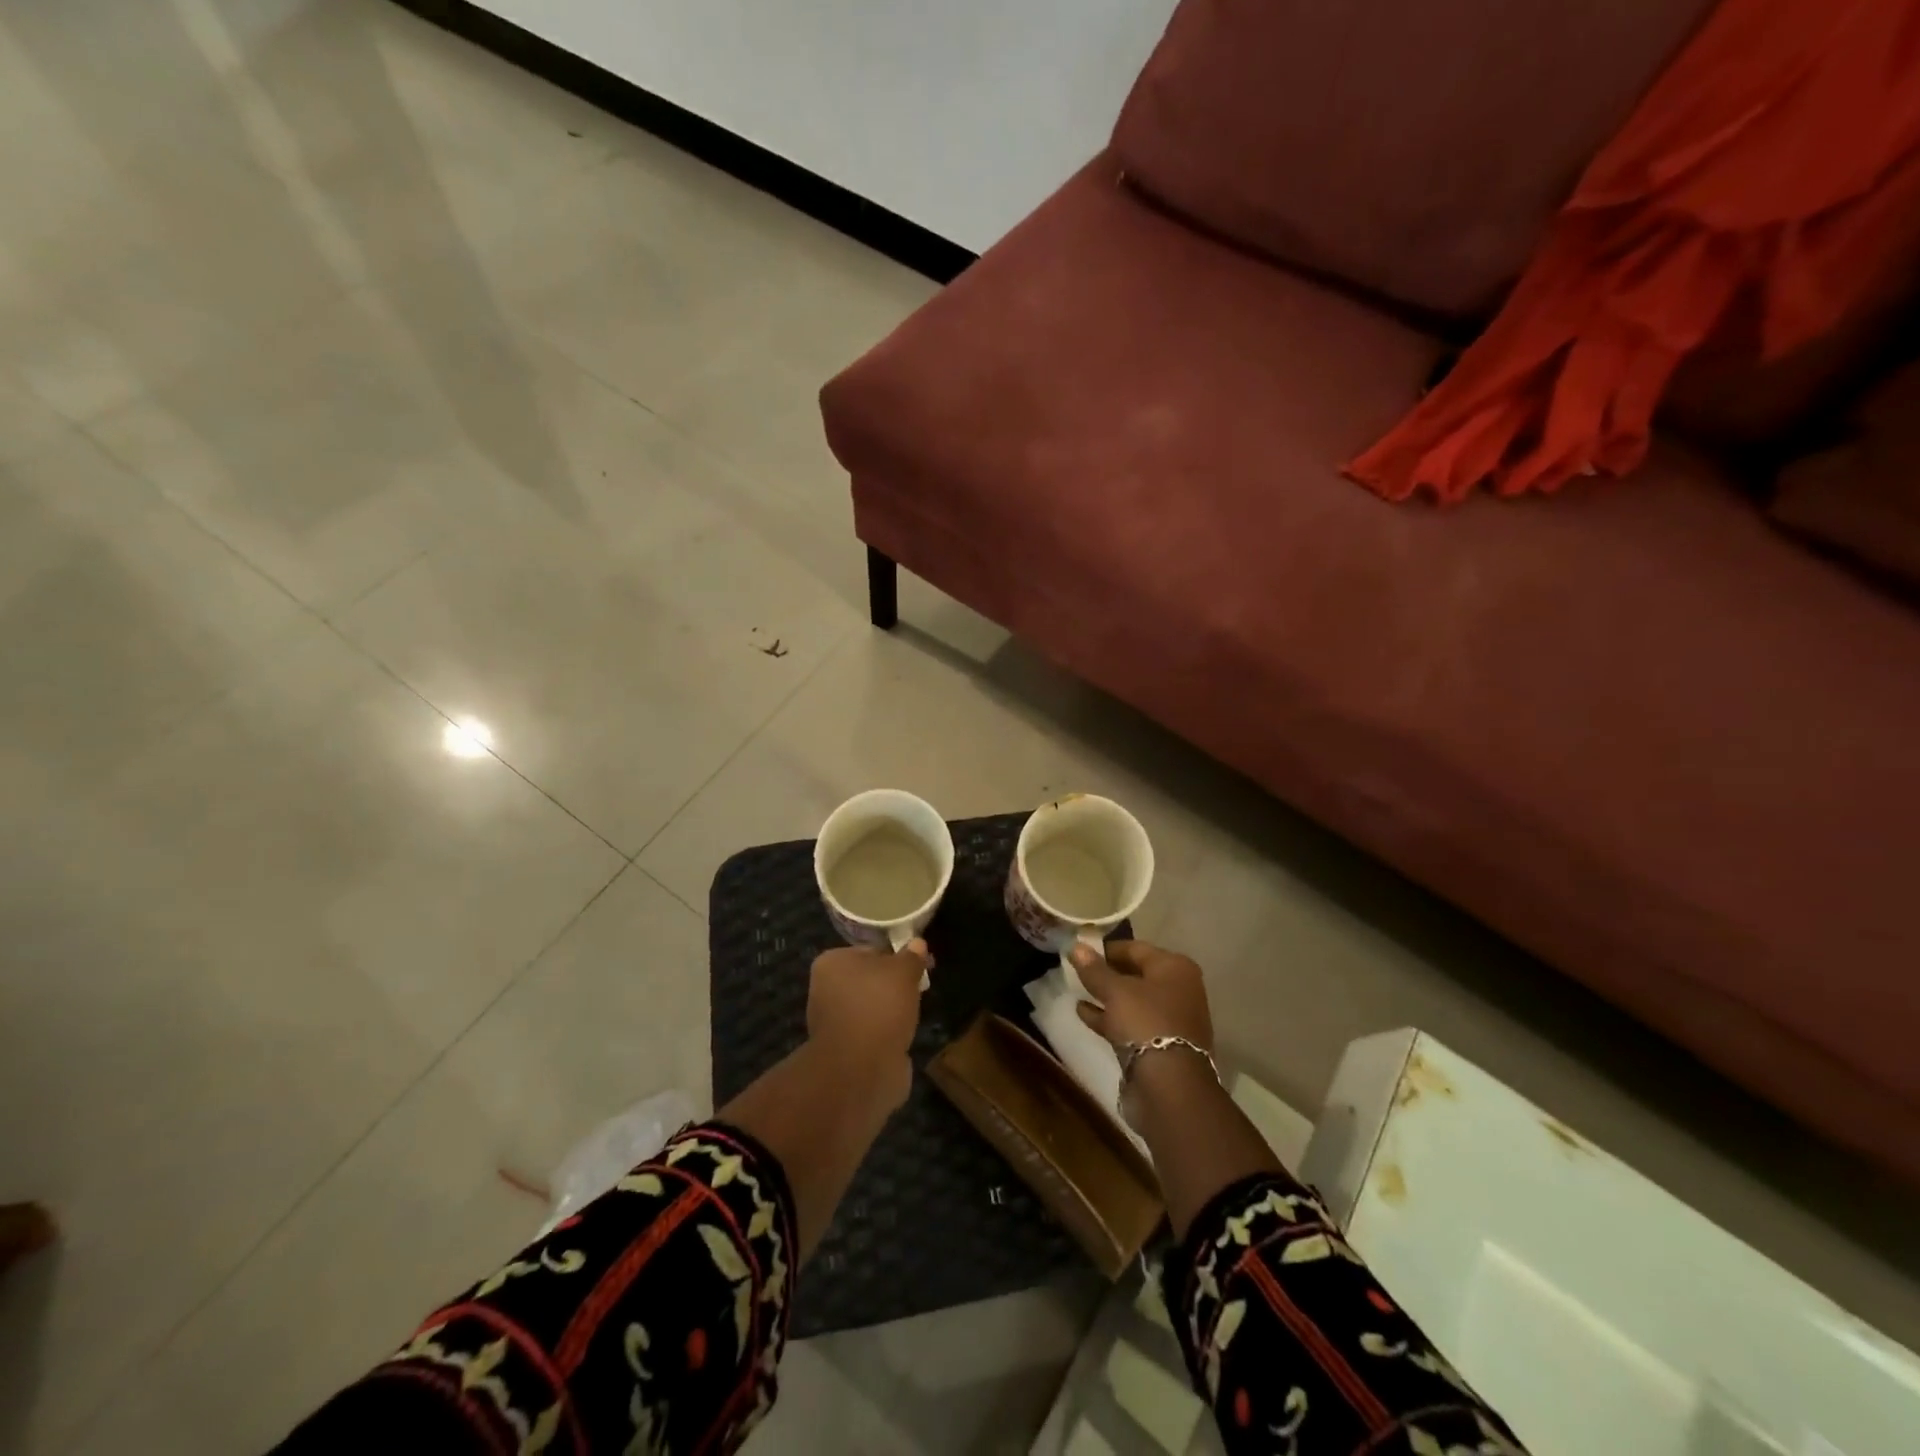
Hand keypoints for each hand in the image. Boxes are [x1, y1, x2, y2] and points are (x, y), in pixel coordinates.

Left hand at [805, 941, 930, 1109]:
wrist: (861, 1069)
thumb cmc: (878, 1007)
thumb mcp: (903, 972)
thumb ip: (911, 957)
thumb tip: (917, 943)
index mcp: (831, 962)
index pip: (870, 950)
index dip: (898, 956)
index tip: (920, 965)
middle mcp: (825, 989)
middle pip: (869, 979)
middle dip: (894, 985)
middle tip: (919, 989)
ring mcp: (833, 1022)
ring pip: (871, 1007)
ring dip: (890, 1011)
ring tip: (912, 1015)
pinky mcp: (843, 1050)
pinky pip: (871, 1032)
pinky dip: (886, 1034)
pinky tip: (901, 1037)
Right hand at [1069, 940, 1211, 1052]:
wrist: (1170, 1084)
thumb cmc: (1145, 1022)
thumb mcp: (1114, 991)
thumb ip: (1094, 969)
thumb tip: (1076, 946)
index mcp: (1174, 967)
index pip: (1135, 948)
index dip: (1106, 948)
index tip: (1081, 952)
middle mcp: (1179, 988)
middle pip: (1136, 974)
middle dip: (1106, 973)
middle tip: (1078, 971)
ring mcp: (1172, 1018)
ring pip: (1133, 1000)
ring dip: (1106, 996)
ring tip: (1077, 991)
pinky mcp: (1162, 1043)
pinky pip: (1133, 1022)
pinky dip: (1111, 1017)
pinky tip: (1084, 1014)